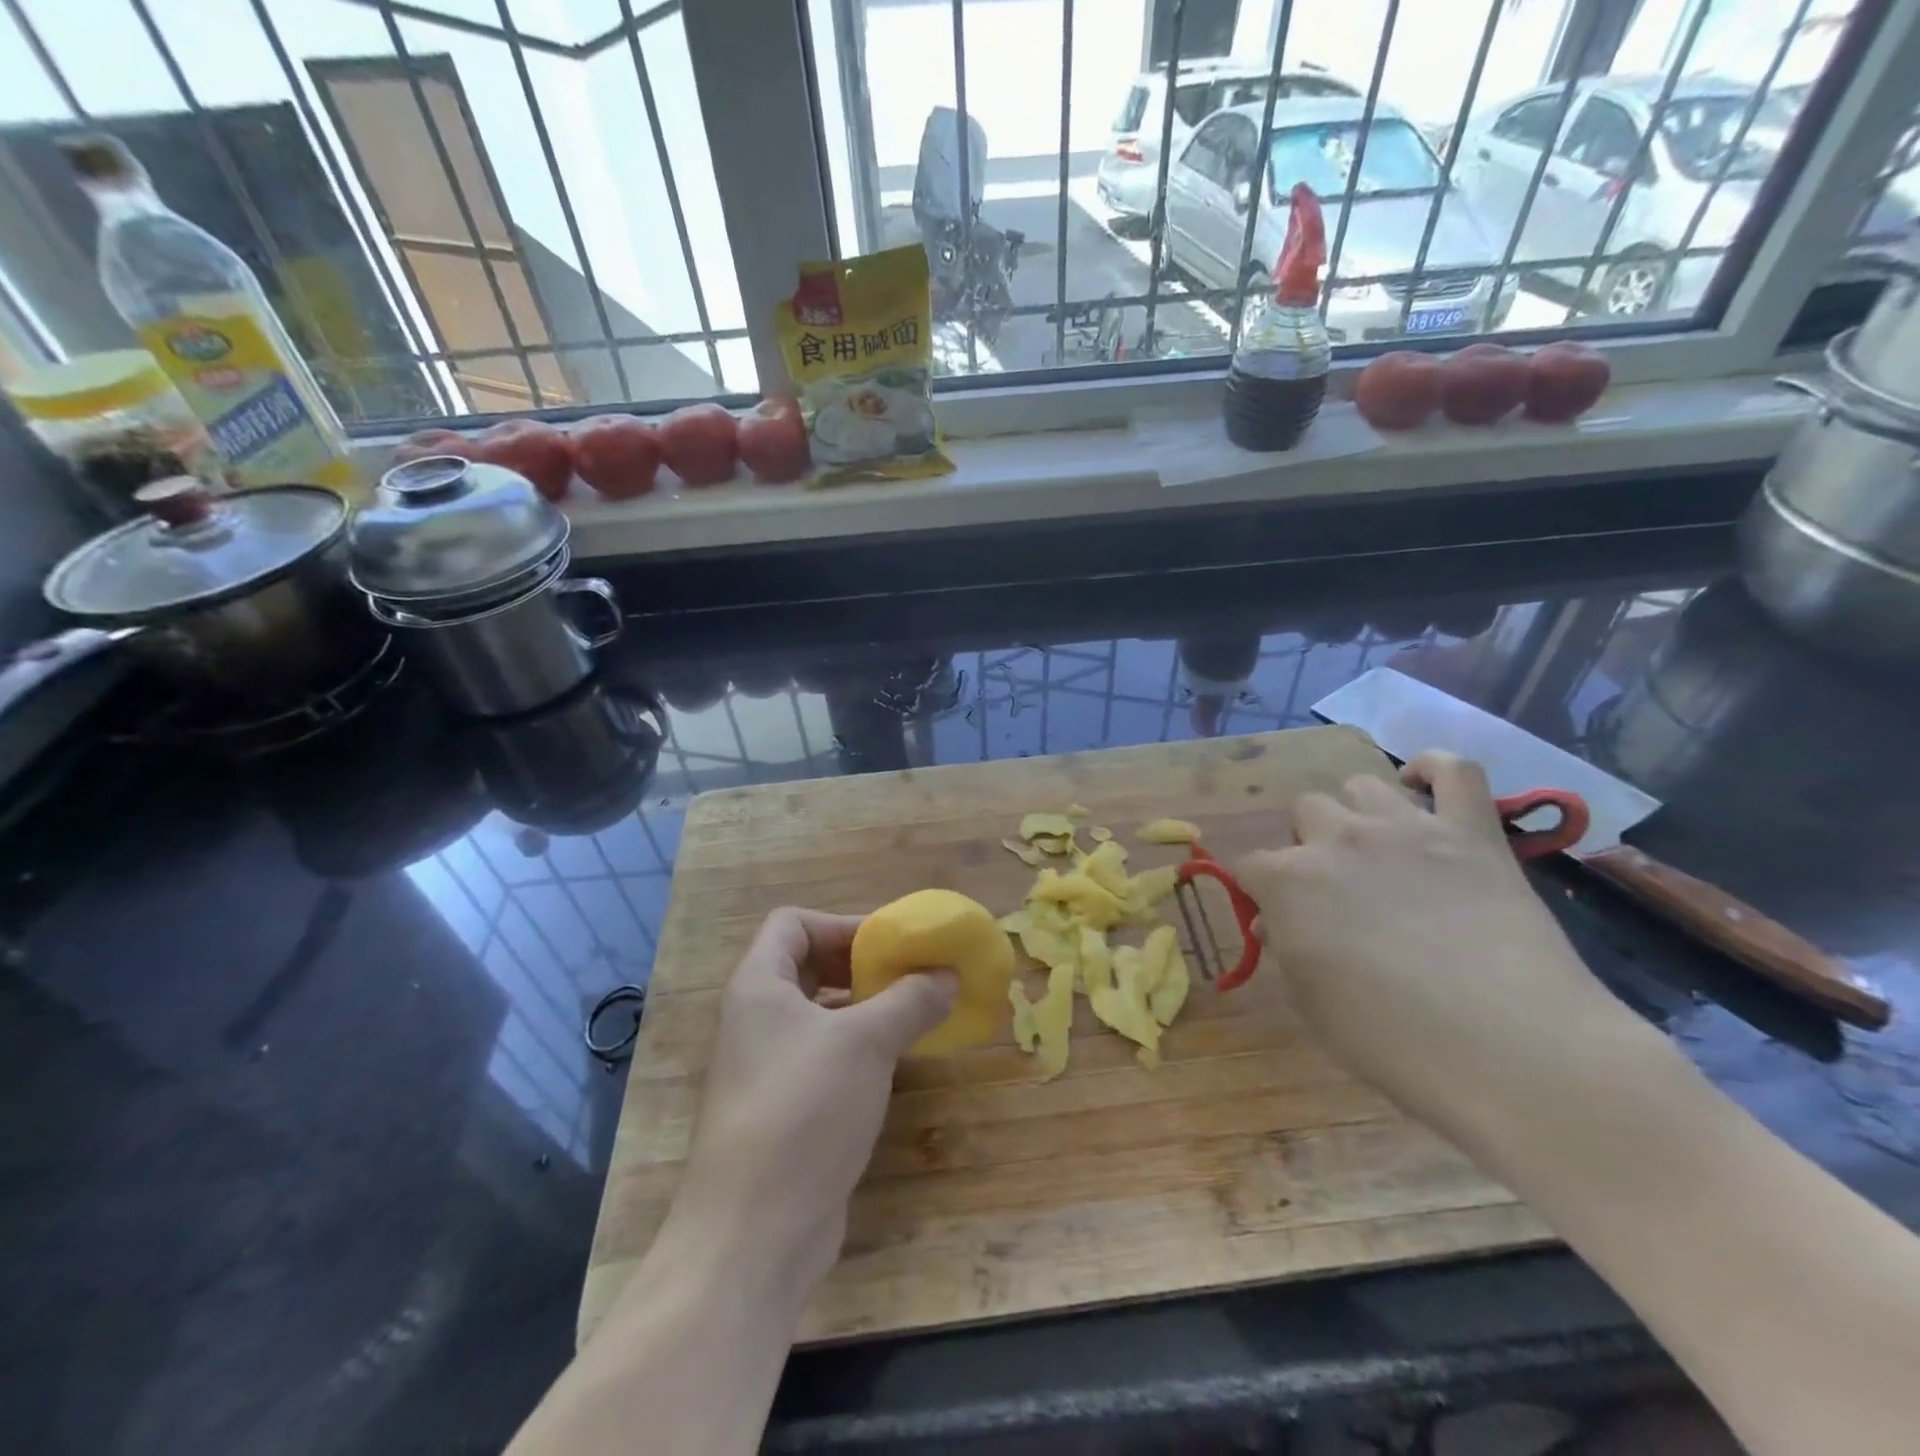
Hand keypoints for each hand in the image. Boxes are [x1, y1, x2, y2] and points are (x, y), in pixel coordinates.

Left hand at [662, 907, 956, 1300]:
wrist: (753, 1233)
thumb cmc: (804, 1109)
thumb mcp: (866, 1042)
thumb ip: (910, 999)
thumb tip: (948, 974)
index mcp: (759, 985)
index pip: (793, 923)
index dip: (842, 924)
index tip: (890, 945)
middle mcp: (755, 1018)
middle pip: (807, 965)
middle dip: (859, 965)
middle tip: (910, 976)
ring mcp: (766, 1067)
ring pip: (818, 1014)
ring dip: (864, 1007)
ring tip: (913, 1014)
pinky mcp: (783, 1109)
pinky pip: (823, 1057)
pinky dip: (858, 1048)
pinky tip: (894, 1064)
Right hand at [1234, 751, 1641, 1131]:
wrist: (1513, 1052)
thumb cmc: (1393, 1042)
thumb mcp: (1311, 1003)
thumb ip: (1285, 949)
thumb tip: (1276, 920)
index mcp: (1289, 880)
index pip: (1251, 865)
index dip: (1261, 892)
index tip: (1279, 921)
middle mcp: (1338, 839)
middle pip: (1305, 811)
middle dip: (1311, 844)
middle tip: (1337, 890)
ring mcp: (1407, 827)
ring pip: (1361, 785)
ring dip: (1360, 814)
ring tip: (1381, 853)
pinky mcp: (1473, 832)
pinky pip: (1454, 769)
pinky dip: (1434, 771)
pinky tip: (1424, 790)